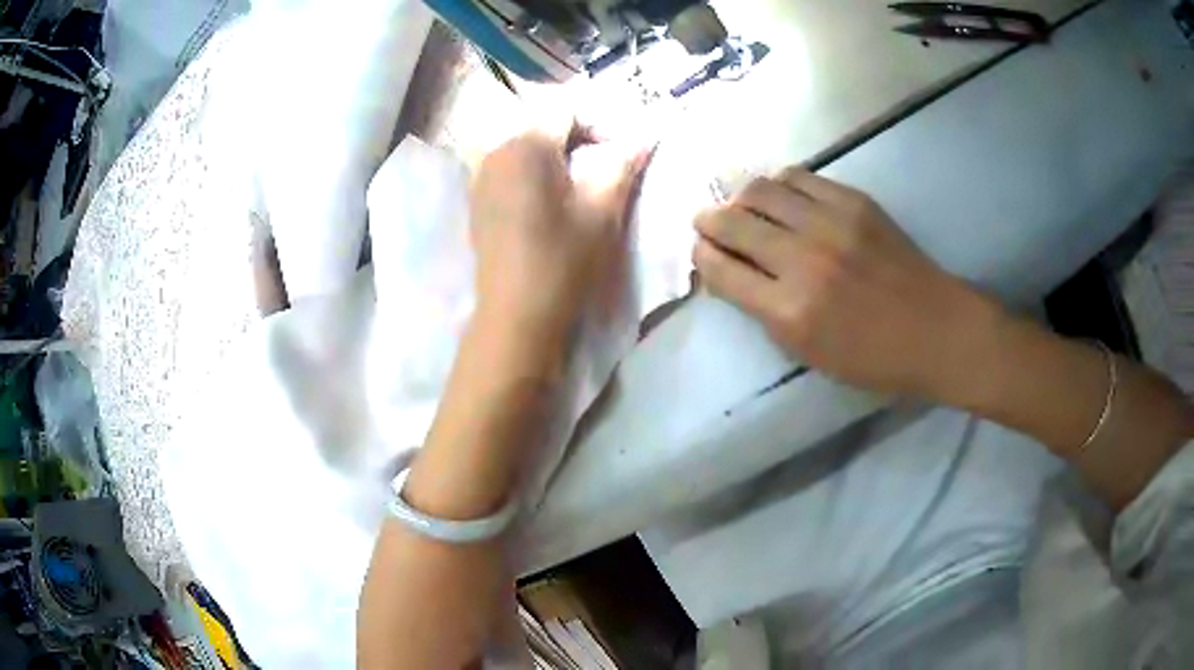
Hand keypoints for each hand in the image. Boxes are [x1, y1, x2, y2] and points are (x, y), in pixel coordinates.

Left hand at [469, 125, 651, 349]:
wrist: (516, 315)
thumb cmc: (563, 260)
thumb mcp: (602, 211)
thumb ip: (622, 166)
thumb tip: (645, 137)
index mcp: (526, 144)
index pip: (567, 111)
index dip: (600, 125)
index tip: (620, 154)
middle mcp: (496, 150)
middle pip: (542, 126)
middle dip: (576, 139)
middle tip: (602, 169)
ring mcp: (480, 176)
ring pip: (524, 148)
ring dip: (553, 157)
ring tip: (577, 186)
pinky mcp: (476, 201)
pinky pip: (508, 169)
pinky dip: (531, 174)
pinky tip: (546, 203)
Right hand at [693, 168, 1000, 398]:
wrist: (936, 329)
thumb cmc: (873, 358)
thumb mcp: (809, 354)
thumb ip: (764, 312)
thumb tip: (732, 272)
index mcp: (789, 312)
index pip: (720, 269)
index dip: (702, 256)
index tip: (702, 252)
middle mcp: (803, 261)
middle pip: (731, 222)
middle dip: (708, 220)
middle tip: (707, 222)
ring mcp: (830, 224)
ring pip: (759, 189)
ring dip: (740, 196)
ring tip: (744, 206)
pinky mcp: (853, 201)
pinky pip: (797, 177)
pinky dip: (778, 184)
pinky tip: (781, 197)